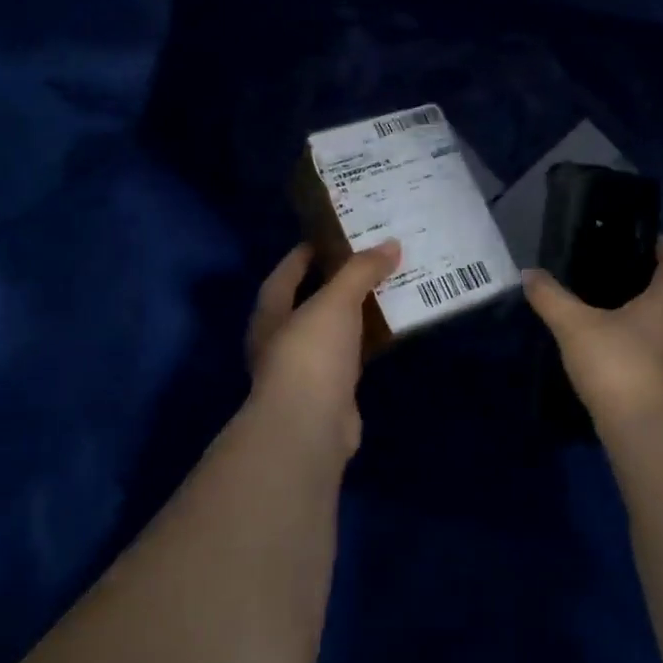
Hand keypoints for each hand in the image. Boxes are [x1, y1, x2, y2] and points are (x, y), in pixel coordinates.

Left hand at [245, 239, 401, 457]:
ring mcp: (305, 371)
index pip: (285, 274)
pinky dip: (367, 344)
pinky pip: (351, 358)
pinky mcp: (331, 393)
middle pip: (310, 303)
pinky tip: (390, 332)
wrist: (310, 426)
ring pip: (333, 332)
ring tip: (388, 290)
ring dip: (356, 315)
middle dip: (337, 283)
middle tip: (370, 262)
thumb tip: (391, 244)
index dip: (305, 254)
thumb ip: (361, 271)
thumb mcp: (336, 301)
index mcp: (271, 314)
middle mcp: (281, 341)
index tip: (331, 236)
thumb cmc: (311, 353)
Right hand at [524, 235, 662, 426]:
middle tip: (623, 270)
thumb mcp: (575, 326)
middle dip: (661, 273)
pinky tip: (626, 337)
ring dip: (661, 305)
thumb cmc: (619, 364)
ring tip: (620, 302)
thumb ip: (551, 297)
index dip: (657, 241)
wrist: (648, 431)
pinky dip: (657, 331)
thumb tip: (529, 273)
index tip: (626, 238)